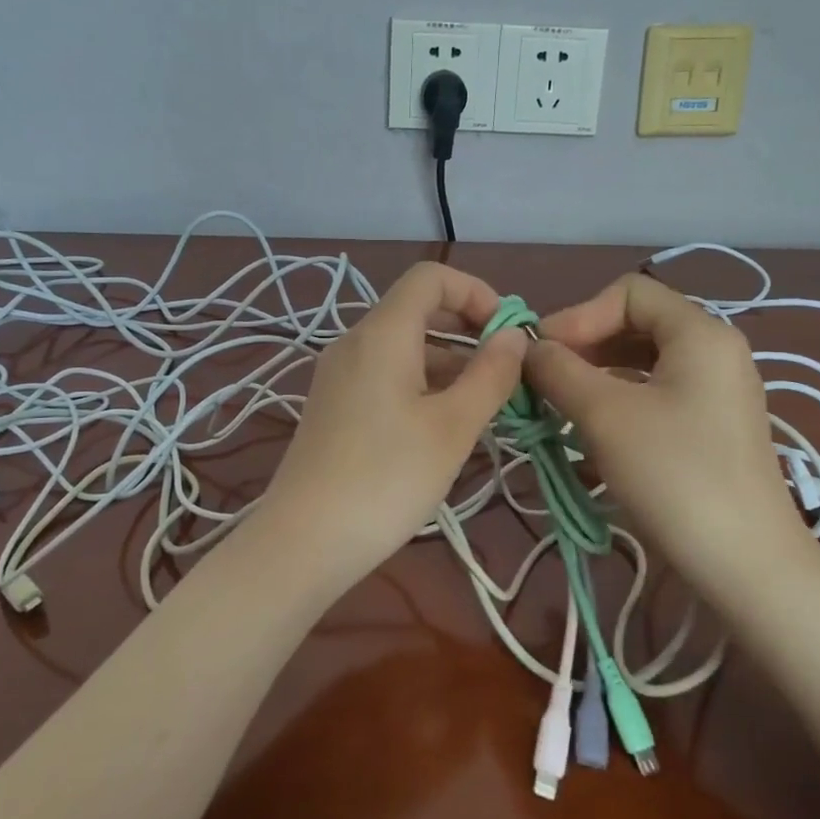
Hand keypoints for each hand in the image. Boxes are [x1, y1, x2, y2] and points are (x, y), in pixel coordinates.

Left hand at [256, 262, 527, 582]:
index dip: (476, 292)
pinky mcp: (333, 405)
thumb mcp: (453, 427)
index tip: (508, 334)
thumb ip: (490, 375)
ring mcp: (338, 375)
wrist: (304, 541)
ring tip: (486, 406)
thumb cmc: (387, 479)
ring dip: (448, 362)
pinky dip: (421, 383)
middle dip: (468, 330)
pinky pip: (385, 375)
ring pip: (403, 347)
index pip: (431, 277)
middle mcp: (354, 342)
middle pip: (417, 310)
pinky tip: (444, 425)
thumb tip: (515, 336)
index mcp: (382, 334)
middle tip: (506, 371)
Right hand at [525, 273, 805, 579]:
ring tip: (559, 407)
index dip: (579, 314)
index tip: (543, 354)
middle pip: (637, 325)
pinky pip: (656, 396)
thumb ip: (560, 370)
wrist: (746, 564)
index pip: (629, 292)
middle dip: (584, 346)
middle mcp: (715, 352)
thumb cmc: (674, 475)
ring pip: (643, 364)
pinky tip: (590, 435)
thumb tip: (528, 348)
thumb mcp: (604, 415)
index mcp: (700, 332)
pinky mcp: (713, 429)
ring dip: (596, 377)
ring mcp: (718, 392)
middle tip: (544, 381)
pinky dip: (619, 404)